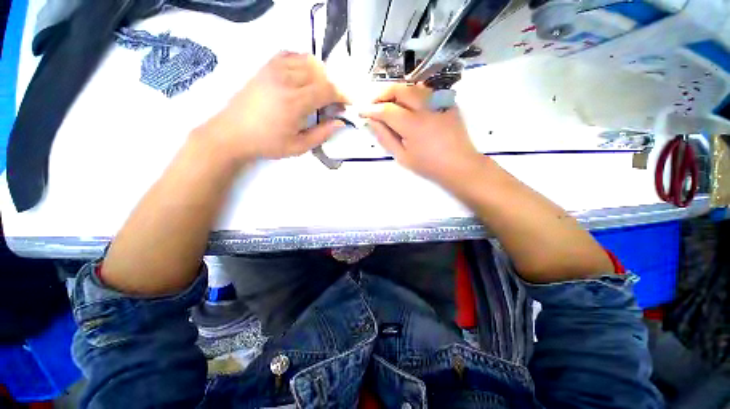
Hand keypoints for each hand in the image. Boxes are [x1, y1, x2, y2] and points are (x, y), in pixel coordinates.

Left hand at [198, 51, 346, 163]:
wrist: (232, 133)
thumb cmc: (267, 143)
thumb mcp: (299, 146)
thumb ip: (322, 134)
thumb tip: (340, 122)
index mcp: (294, 102)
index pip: (326, 89)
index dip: (342, 95)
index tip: (348, 103)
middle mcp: (285, 80)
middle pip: (320, 72)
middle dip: (333, 86)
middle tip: (335, 101)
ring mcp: (274, 70)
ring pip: (307, 60)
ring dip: (321, 74)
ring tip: (322, 90)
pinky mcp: (266, 67)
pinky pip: (291, 55)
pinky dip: (304, 62)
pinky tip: (305, 76)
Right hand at [361, 84, 481, 185]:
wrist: (459, 165)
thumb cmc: (428, 166)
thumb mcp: (402, 157)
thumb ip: (385, 138)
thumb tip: (371, 122)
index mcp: (413, 125)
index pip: (386, 110)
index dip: (371, 109)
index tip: (360, 110)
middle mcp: (426, 108)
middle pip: (399, 89)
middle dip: (382, 93)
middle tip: (373, 103)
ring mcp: (439, 102)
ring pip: (412, 87)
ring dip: (396, 91)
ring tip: (387, 102)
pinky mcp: (447, 102)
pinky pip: (425, 91)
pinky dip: (412, 94)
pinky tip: (408, 105)